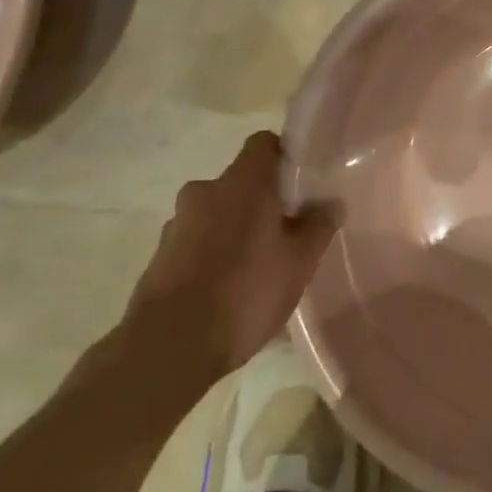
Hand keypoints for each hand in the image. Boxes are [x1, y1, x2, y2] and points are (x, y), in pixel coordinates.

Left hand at [124, 132, 336, 398]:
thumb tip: (331, 203)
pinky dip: (214, 254)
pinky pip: (197, 242)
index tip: (302, 183)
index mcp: (242, 182)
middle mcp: (205, 191)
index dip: (285, 156)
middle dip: (263, 201)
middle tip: (286, 231)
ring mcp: (176, 224)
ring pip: (218, 213)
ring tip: (258, 267)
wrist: (168, 348)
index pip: (264, 143)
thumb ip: (318, 226)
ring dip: (236, 229)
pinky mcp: (159, 257)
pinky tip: (229, 289)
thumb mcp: (299, 262)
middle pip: (241, 182)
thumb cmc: (244, 292)